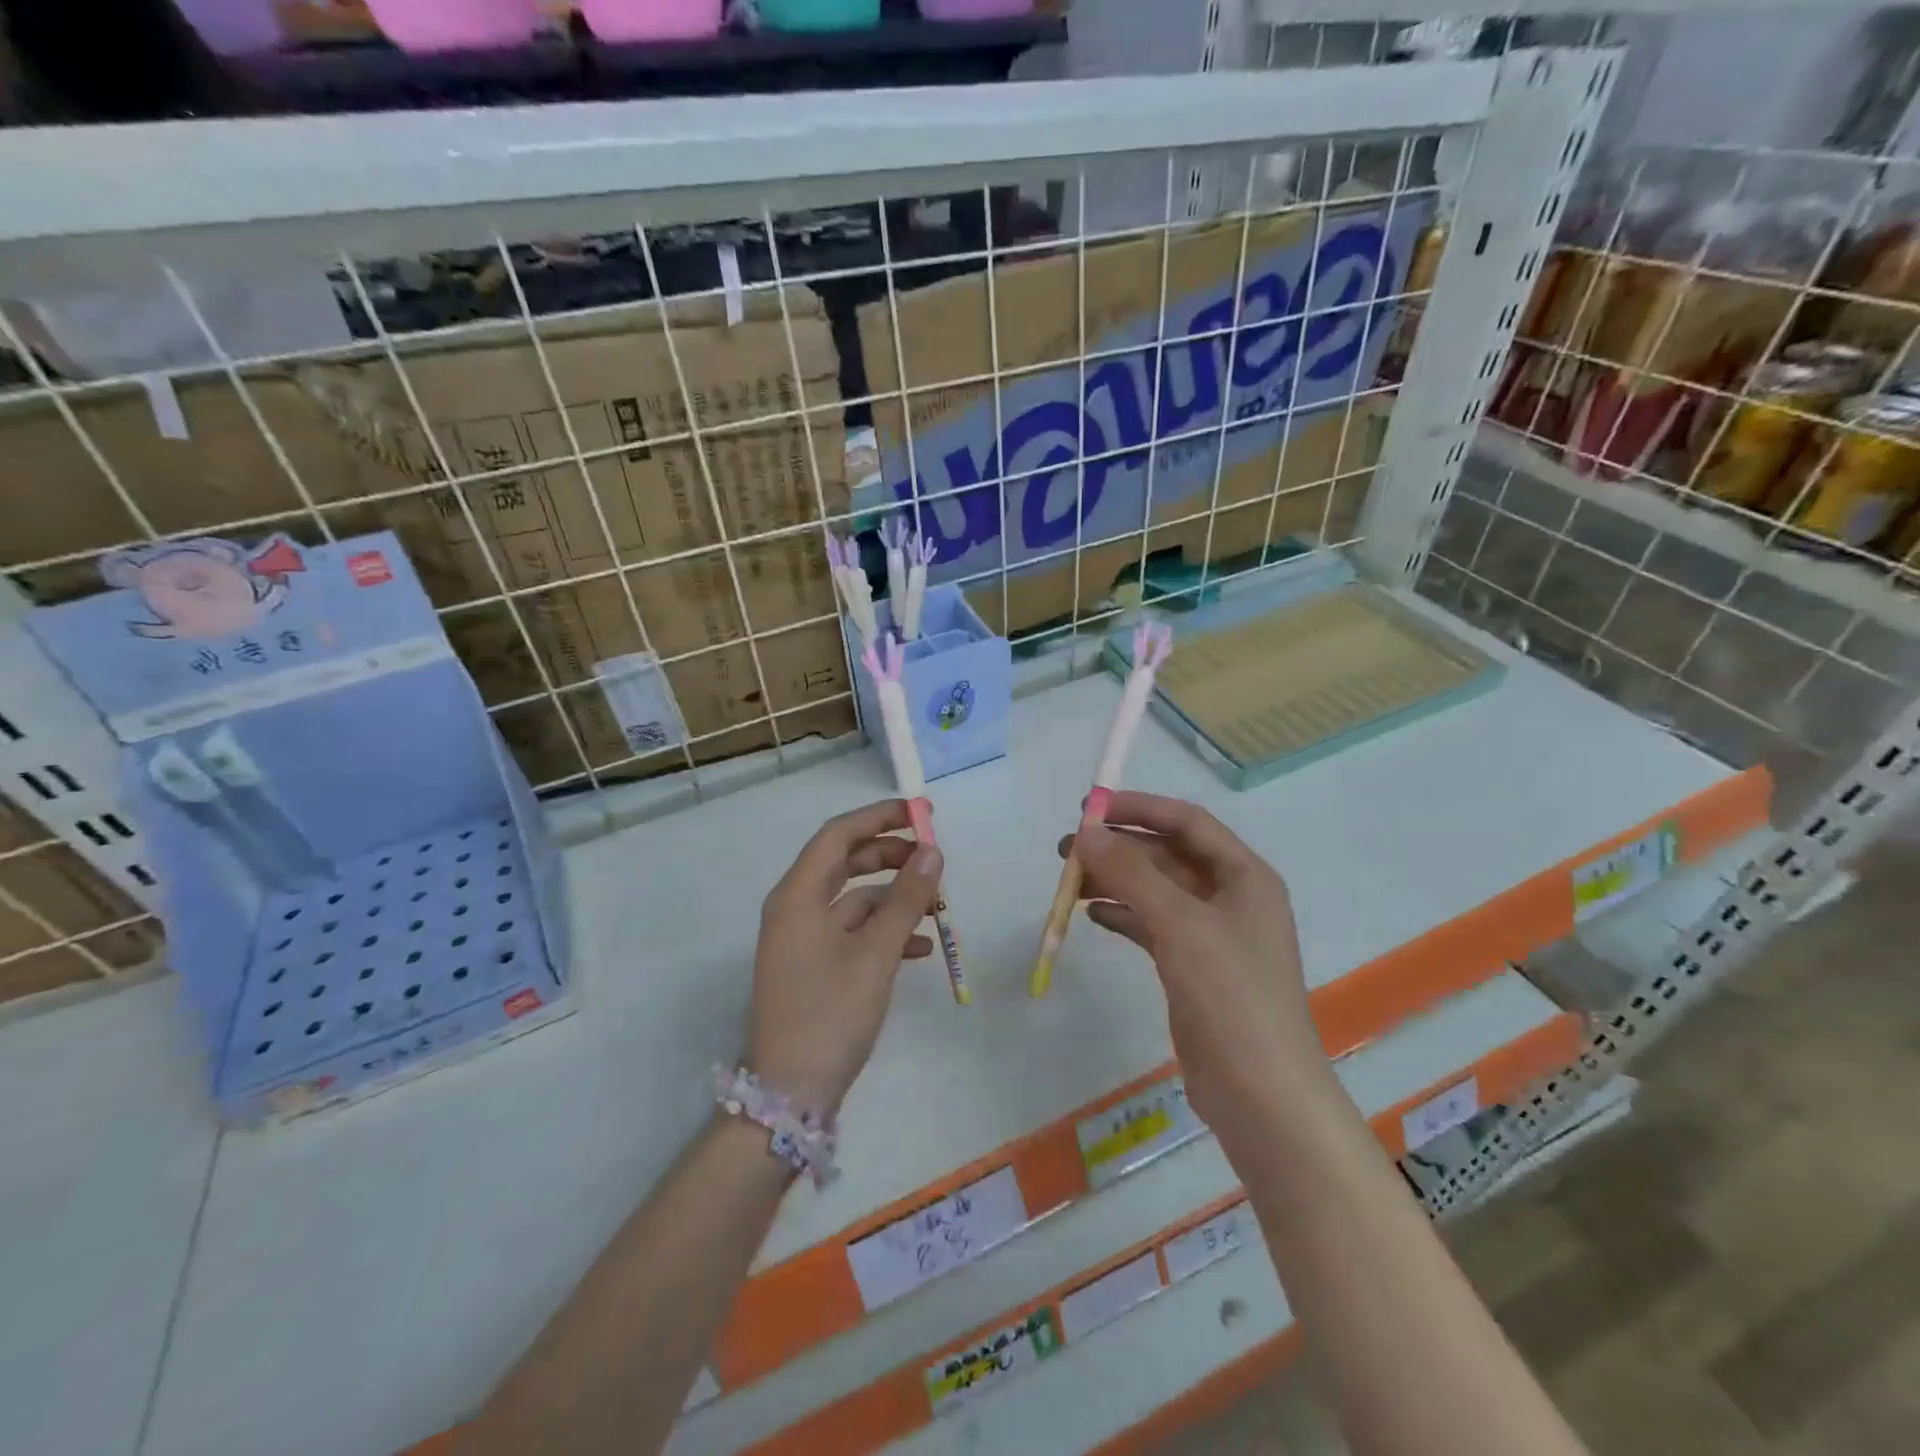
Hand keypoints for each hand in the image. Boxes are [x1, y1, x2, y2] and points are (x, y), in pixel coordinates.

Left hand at [748, 800, 942, 1115]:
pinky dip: (885, 931)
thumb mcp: (875, 952)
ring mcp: (803, 940)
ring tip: (936, 904)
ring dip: (893, 897)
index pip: (838, 835)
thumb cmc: (830, 1012)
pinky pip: (852, 932)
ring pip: (853, 900)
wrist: (790, 1094)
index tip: (921, 814)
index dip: (879, 817)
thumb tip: (932, 851)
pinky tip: (920, 948)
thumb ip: (905, 898)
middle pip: (844, 863)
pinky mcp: (814, 967)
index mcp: (798, 895)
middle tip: (933, 856)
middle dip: (890, 855)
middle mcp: (795, 909)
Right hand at [1062, 792, 1332, 1131]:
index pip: (1187, 822)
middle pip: (1167, 856)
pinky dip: (1123, 916)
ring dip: (1115, 882)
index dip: (1140, 808)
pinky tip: (1092, 915)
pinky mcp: (1193, 967)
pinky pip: (1152, 925)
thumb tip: (1087, 832)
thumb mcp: (1180, 924)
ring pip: (1155, 891)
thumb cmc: (1230, 995)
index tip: (1090, 809)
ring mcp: (1211, 935)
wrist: (1261, 1094)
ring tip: (1069, 884)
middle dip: (1119, 848)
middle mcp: (1230, 897)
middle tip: (1067, 849)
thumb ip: (1131, 873)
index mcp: (1244, 876)